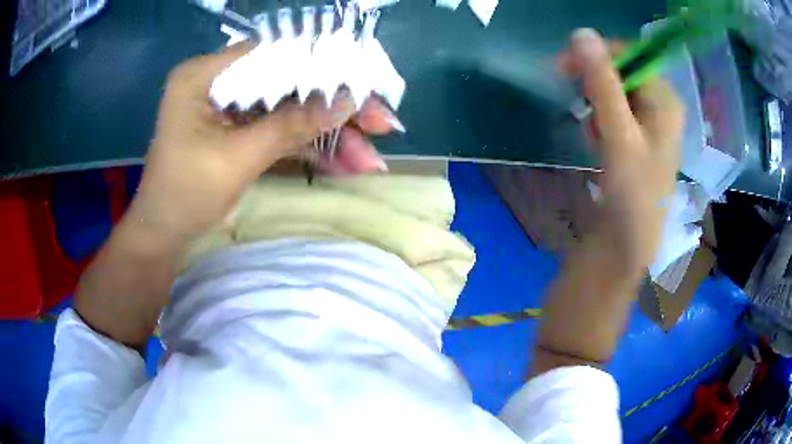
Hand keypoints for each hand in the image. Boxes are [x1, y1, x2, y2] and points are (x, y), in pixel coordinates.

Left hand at [128, 43, 396, 239]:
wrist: (163, 237)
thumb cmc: (185, 194)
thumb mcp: (238, 157)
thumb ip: (291, 125)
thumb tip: (347, 102)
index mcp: (205, 74)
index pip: (273, 53)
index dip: (320, 64)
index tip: (361, 83)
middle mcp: (218, 83)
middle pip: (287, 84)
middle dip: (333, 108)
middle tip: (381, 124)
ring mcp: (229, 109)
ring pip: (288, 111)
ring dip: (327, 135)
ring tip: (369, 159)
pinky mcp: (237, 132)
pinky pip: (278, 132)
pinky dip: (307, 148)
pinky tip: (343, 163)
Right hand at [564, 29, 683, 270]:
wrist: (629, 243)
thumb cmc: (632, 191)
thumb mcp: (618, 133)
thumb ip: (602, 82)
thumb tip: (581, 33)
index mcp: (666, 100)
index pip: (630, 56)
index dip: (597, 56)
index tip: (565, 66)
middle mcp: (661, 106)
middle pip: (623, 72)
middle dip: (596, 84)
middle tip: (576, 101)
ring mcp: (651, 123)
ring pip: (616, 92)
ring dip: (596, 105)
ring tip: (592, 132)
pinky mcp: (639, 138)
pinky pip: (616, 112)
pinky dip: (601, 120)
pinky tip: (596, 139)